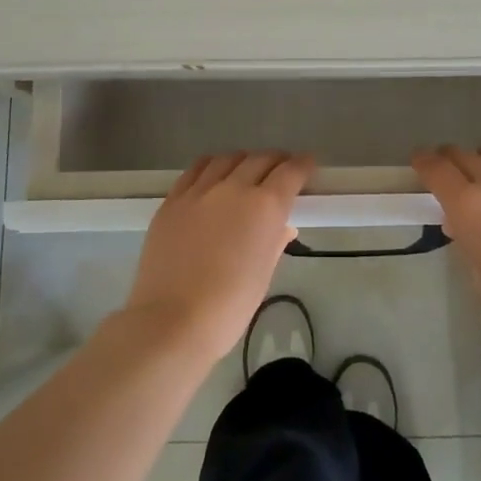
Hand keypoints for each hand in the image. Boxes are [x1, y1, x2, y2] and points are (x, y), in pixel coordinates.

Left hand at [122, 151, 313, 362]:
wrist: (172, 321)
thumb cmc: (230, 306)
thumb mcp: (264, 274)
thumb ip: (275, 242)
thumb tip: (281, 227)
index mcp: (265, 207)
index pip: (291, 172)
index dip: (303, 165)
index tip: (308, 166)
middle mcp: (234, 188)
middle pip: (260, 159)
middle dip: (276, 161)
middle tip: (281, 172)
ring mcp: (199, 191)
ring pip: (227, 159)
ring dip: (243, 161)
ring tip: (246, 172)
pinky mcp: (172, 200)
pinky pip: (195, 171)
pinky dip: (211, 168)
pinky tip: (213, 177)